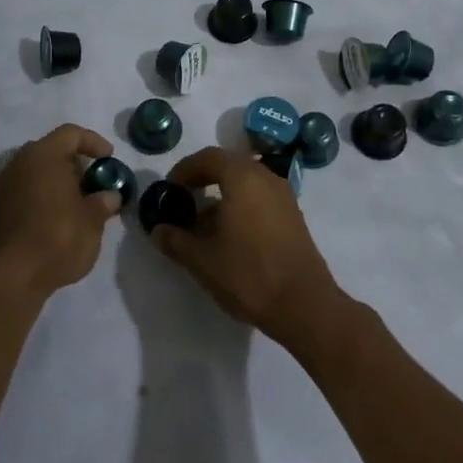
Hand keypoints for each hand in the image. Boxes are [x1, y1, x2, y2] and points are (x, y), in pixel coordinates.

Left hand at [0, 124, 120, 297]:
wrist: (12, 277)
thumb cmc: (58, 237)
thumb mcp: (93, 220)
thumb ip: (103, 202)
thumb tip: (109, 196)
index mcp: (43, 155)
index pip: (71, 134)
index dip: (93, 141)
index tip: (109, 158)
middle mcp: (20, 163)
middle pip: (51, 151)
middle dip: (75, 164)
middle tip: (94, 183)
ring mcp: (4, 187)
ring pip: (37, 173)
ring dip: (59, 182)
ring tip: (79, 204)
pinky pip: (26, 192)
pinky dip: (44, 198)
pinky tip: (59, 219)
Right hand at [150, 146, 344, 347]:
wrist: (304, 305)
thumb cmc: (248, 274)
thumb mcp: (202, 260)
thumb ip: (176, 240)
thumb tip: (158, 230)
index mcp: (243, 178)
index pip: (209, 157)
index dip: (185, 169)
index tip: (170, 189)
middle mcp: (266, 178)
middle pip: (230, 165)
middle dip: (204, 178)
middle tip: (184, 199)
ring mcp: (284, 196)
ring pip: (247, 182)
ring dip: (223, 193)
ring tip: (204, 221)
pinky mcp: (293, 216)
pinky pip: (261, 197)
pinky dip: (241, 204)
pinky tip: (230, 234)